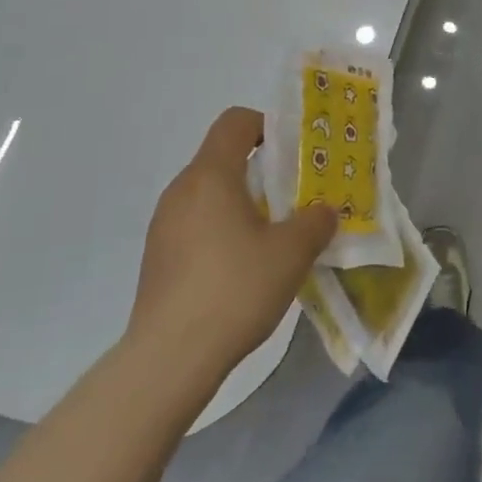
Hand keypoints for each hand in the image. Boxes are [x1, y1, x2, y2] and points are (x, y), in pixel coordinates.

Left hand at [127, 107, 335, 374]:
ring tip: (273, 236)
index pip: (235, 122)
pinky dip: (222, 230)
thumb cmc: (235, 288)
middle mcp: (181, 191)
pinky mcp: (158, 258)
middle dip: (262, 170)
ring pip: (210, 194)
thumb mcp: (292, 252)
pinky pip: (196, 225)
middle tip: (295, 198)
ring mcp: (163, 226)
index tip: (294, 154)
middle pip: (223, 158)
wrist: (169, 359)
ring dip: (243, 203)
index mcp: (211, 175)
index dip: (268, 126)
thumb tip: (323, 210)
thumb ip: (315, 221)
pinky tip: (243, 268)